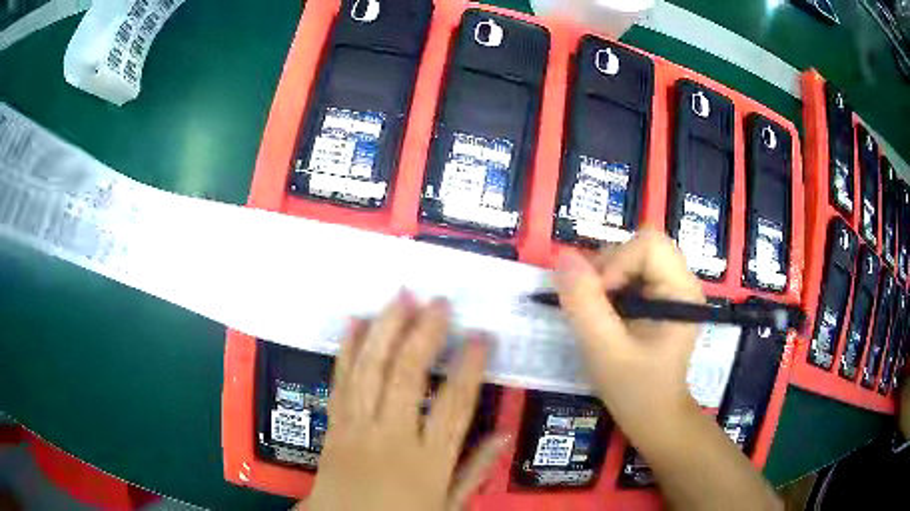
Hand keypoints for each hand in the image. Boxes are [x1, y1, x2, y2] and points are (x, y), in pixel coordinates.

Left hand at [303, 292, 508, 510]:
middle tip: (440, 302)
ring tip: (402, 296)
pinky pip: (340, 382)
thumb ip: (475, 471)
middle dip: (424, 334)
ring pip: (370, 371)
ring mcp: (356, 428)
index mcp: (427, 462)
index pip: (454, 405)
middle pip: (407, 377)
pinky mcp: (333, 425)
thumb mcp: (448, 506)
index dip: (469, 367)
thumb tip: (503, 433)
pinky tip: (355, 323)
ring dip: (386, 329)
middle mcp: (391, 438)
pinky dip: (347, 349)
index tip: (481, 336)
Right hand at [553, 229, 704, 432]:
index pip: (649, 245)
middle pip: (639, 246)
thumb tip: (564, 257)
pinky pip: (629, 272)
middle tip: (591, 307)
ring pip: (631, 256)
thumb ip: (584, 305)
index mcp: (681, 292)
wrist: (653, 417)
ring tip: (596, 313)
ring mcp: (671, 289)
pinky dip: (608, 286)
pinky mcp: (659, 297)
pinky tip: (604, 314)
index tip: (597, 300)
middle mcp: (681, 282)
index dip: (616, 263)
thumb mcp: (604, 351)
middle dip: (607, 270)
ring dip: (605, 278)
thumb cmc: (635, 390)